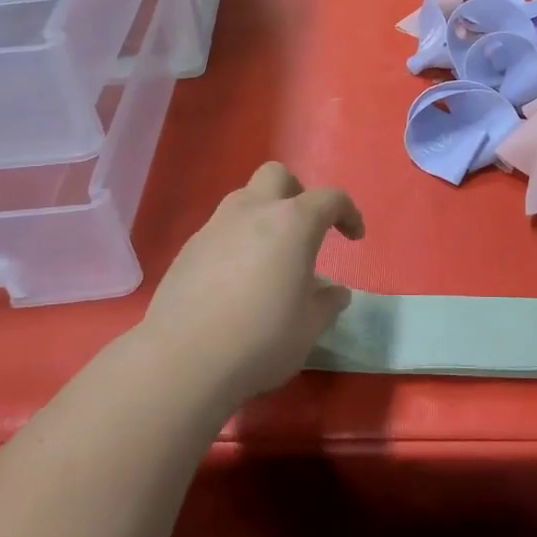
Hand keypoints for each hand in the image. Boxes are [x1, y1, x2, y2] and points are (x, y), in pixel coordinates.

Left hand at [142, 162, 364, 405]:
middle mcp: (253, 212)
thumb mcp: (309, 327)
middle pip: (278, 176)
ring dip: (263, 214)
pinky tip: (236, 279)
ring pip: (244, 198)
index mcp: (293, 223)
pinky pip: (220, 230)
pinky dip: (236, 241)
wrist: (183, 361)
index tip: (354, 237)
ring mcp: (215, 227)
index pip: (330, 199)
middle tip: (305, 230)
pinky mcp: (188, 250)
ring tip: (270, 255)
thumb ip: (327, 303)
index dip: (348, 213)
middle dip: (298, 193)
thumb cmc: (261, 339)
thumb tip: (335, 292)